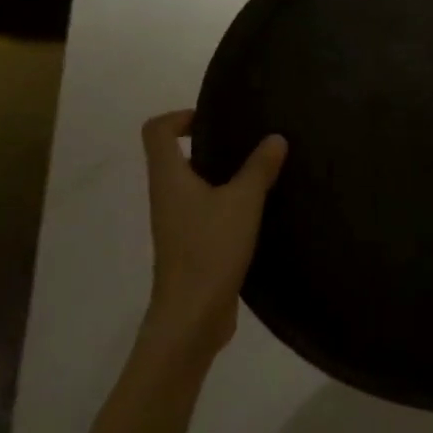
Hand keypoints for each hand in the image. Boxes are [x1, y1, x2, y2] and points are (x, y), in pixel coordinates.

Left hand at [140, 111, 287, 356]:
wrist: (191, 316)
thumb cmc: (210, 249)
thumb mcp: (243, 201)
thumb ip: (259, 167)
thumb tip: (275, 138)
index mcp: (168, 177)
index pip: (157, 131)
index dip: (180, 116)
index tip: (215, 119)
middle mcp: (166, 196)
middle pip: (175, 156)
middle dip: (209, 143)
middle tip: (247, 140)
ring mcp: (177, 224)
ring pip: (193, 185)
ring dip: (221, 174)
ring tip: (259, 170)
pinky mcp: (191, 246)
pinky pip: (206, 210)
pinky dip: (227, 202)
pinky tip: (259, 208)